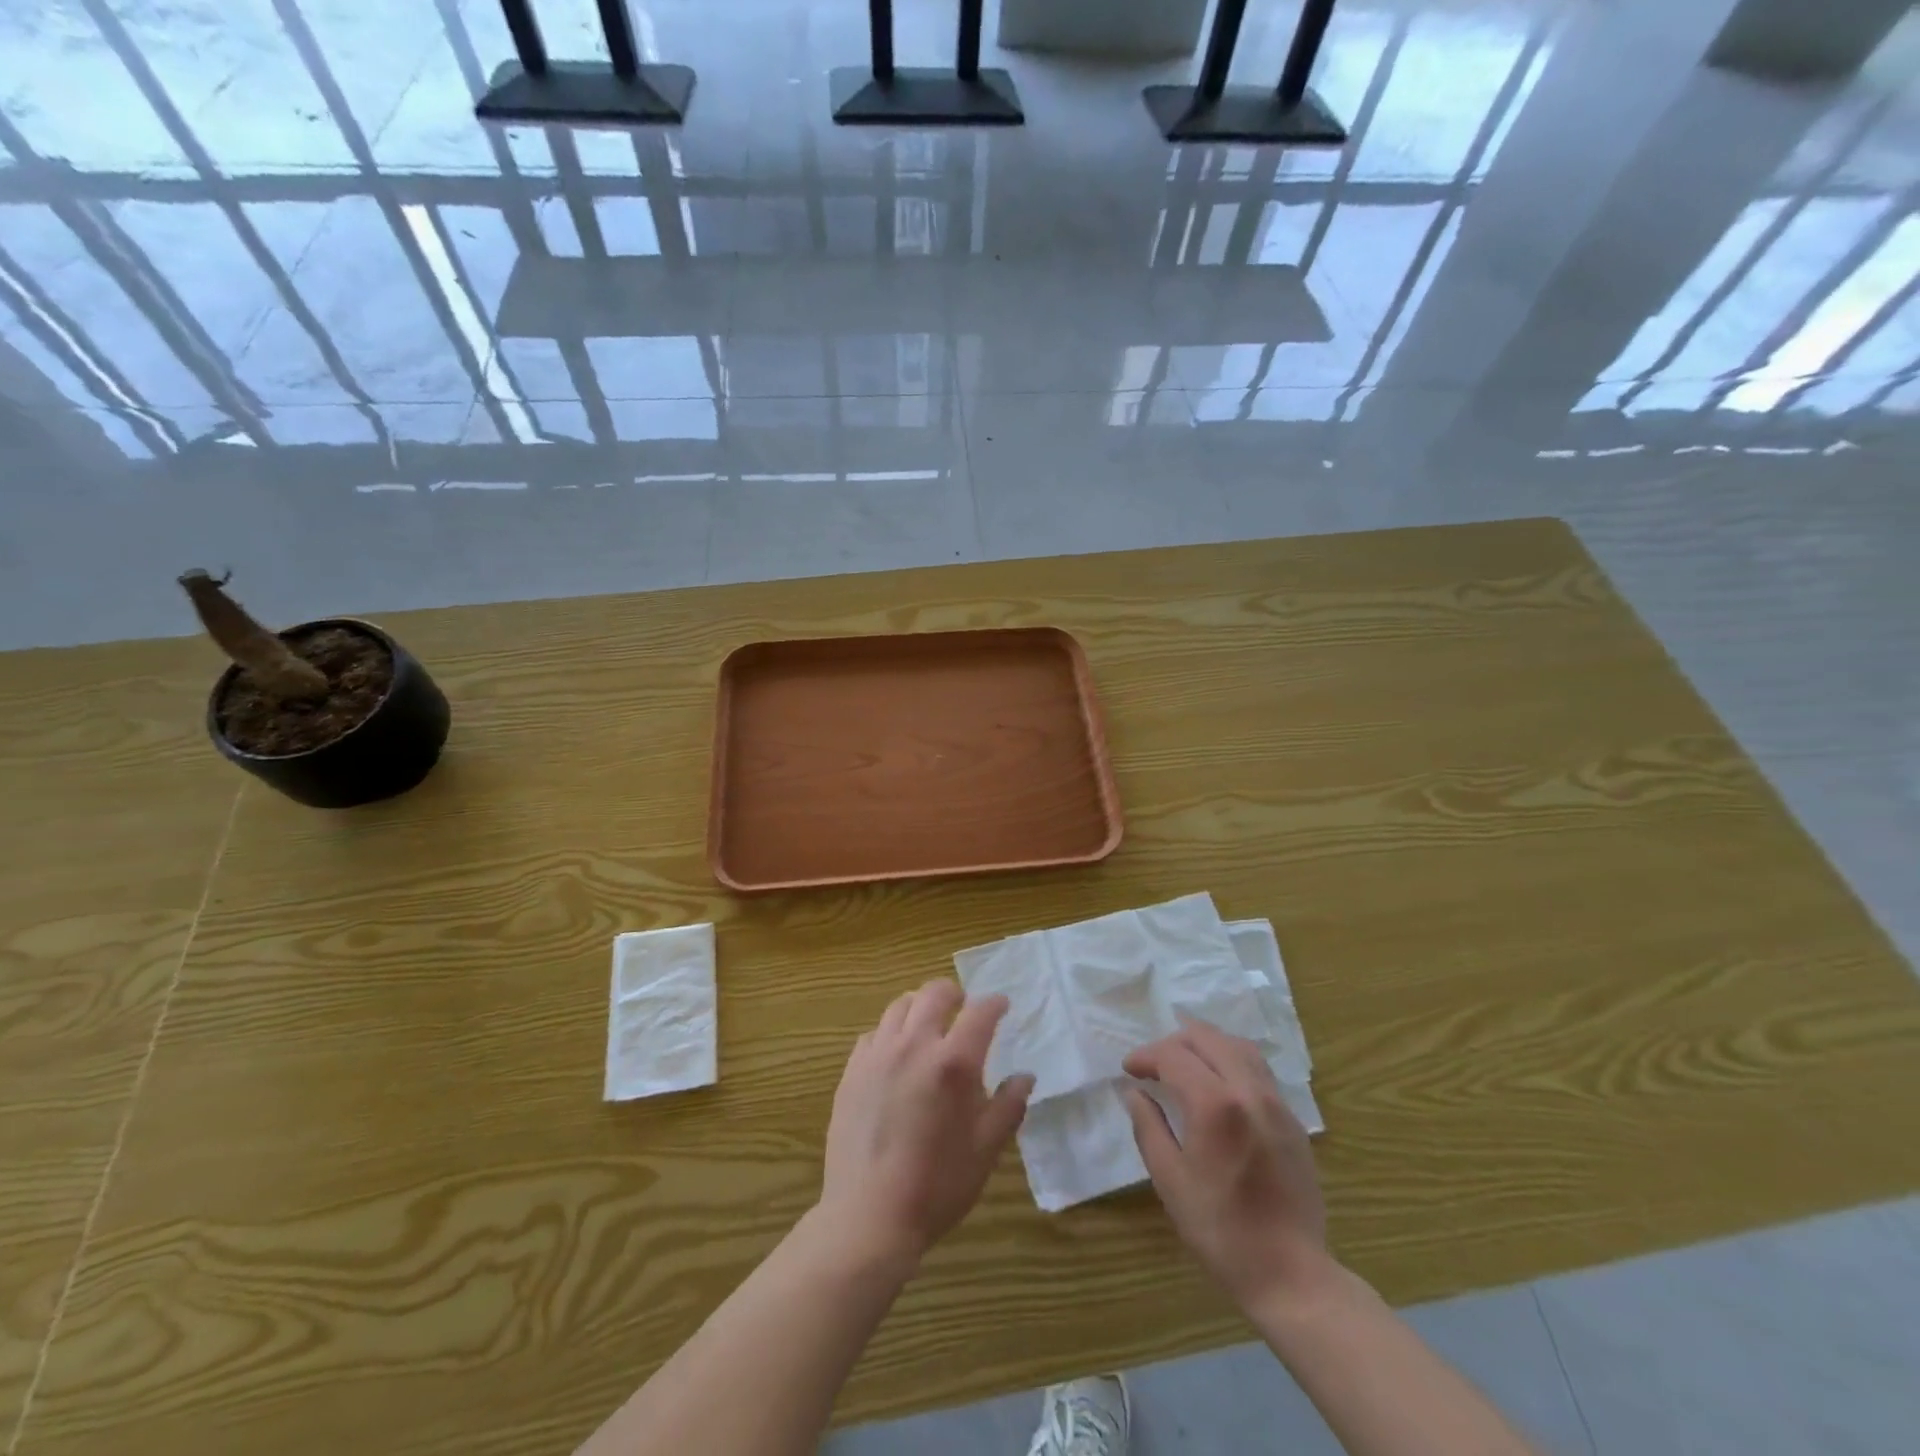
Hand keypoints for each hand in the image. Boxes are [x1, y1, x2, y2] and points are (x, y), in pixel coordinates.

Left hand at [819, 979, 1034, 1263]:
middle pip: (934, 993)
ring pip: (900, 1006)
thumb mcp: (986, 1149)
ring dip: (920, 1006)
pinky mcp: (852, 1070)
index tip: (1002, 1006)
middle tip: (963, 1007)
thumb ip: (1008, 1106)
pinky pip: (874, 1033)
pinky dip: (891, 1032)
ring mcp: (878, 1054)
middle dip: (954, 993)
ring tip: (928, 1024)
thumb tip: (1025, 1076)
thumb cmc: (937, 1185)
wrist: (869, 1216)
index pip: (980, 1012)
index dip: (995, 1004)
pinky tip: (896, 1054)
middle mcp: (914, 1045)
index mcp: (953, 1062)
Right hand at [1123, 1020, 1334, 1311]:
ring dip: (1205, 1045)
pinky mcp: (1293, 1120)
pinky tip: (1218, 1085)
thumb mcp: (1170, 1181)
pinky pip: (1259, 1069)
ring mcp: (1276, 1103)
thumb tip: (1134, 1093)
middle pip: (1207, 1038)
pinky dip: (1231, 1061)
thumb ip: (1149, 1127)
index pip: (1173, 1055)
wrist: (1291, 1275)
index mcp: (1215, 1104)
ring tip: (1185, 1064)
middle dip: (1173, 1043)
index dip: (1146, 1056)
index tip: (1129, 1070)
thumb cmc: (1221, 1231)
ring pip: (1238, 1046)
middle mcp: (1249, 1090)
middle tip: (1153, 1065)